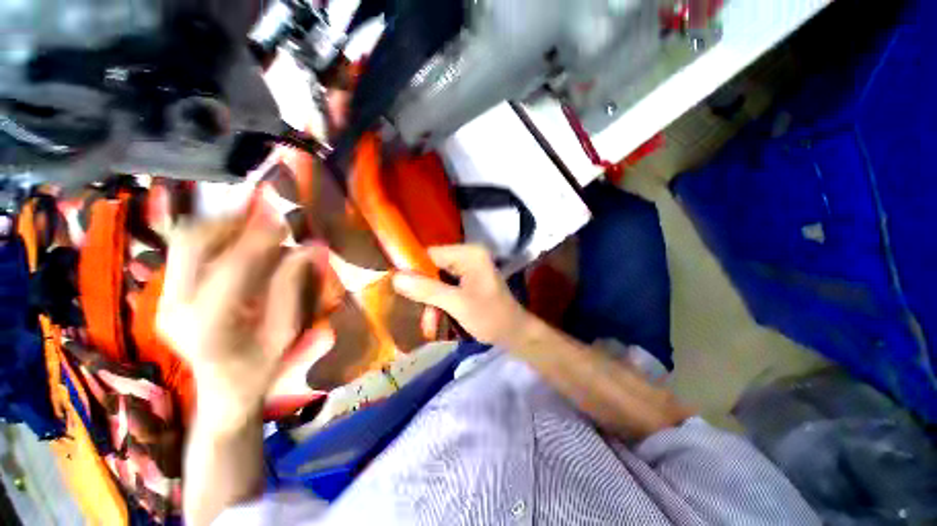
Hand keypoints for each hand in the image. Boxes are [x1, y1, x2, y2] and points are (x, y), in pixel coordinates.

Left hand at [157, 217, 327, 431]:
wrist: (222, 387)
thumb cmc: (262, 363)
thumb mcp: (286, 331)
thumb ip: (293, 288)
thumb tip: (309, 249)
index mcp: (211, 325)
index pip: (233, 267)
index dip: (260, 239)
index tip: (284, 223)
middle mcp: (176, 308)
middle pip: (192, 244)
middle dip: (230, 222)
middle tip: (265, 217)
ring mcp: (164, 300)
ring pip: (183, 242)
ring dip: (220, 226)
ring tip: (253, 225)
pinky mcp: (164, 294)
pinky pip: (184, 252)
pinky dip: (211, 237)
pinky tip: (236, 240)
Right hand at [392, 245, 531, 346]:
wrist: (515, 334)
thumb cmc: (490, 317)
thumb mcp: (457, 304)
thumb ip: (427, 290)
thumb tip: (395, 278)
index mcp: (469, 254)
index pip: (431, 254)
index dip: (412, 269)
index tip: (398, 289)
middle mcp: (468, 257)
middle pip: (433, 268)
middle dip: (424, 292)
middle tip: (417, 312)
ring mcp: (468, 270)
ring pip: (437, 280)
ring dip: (431, 302)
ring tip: (429, 325)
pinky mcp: (468, 282)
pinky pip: (446, 288)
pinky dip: (440, 304)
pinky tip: (437, 321)